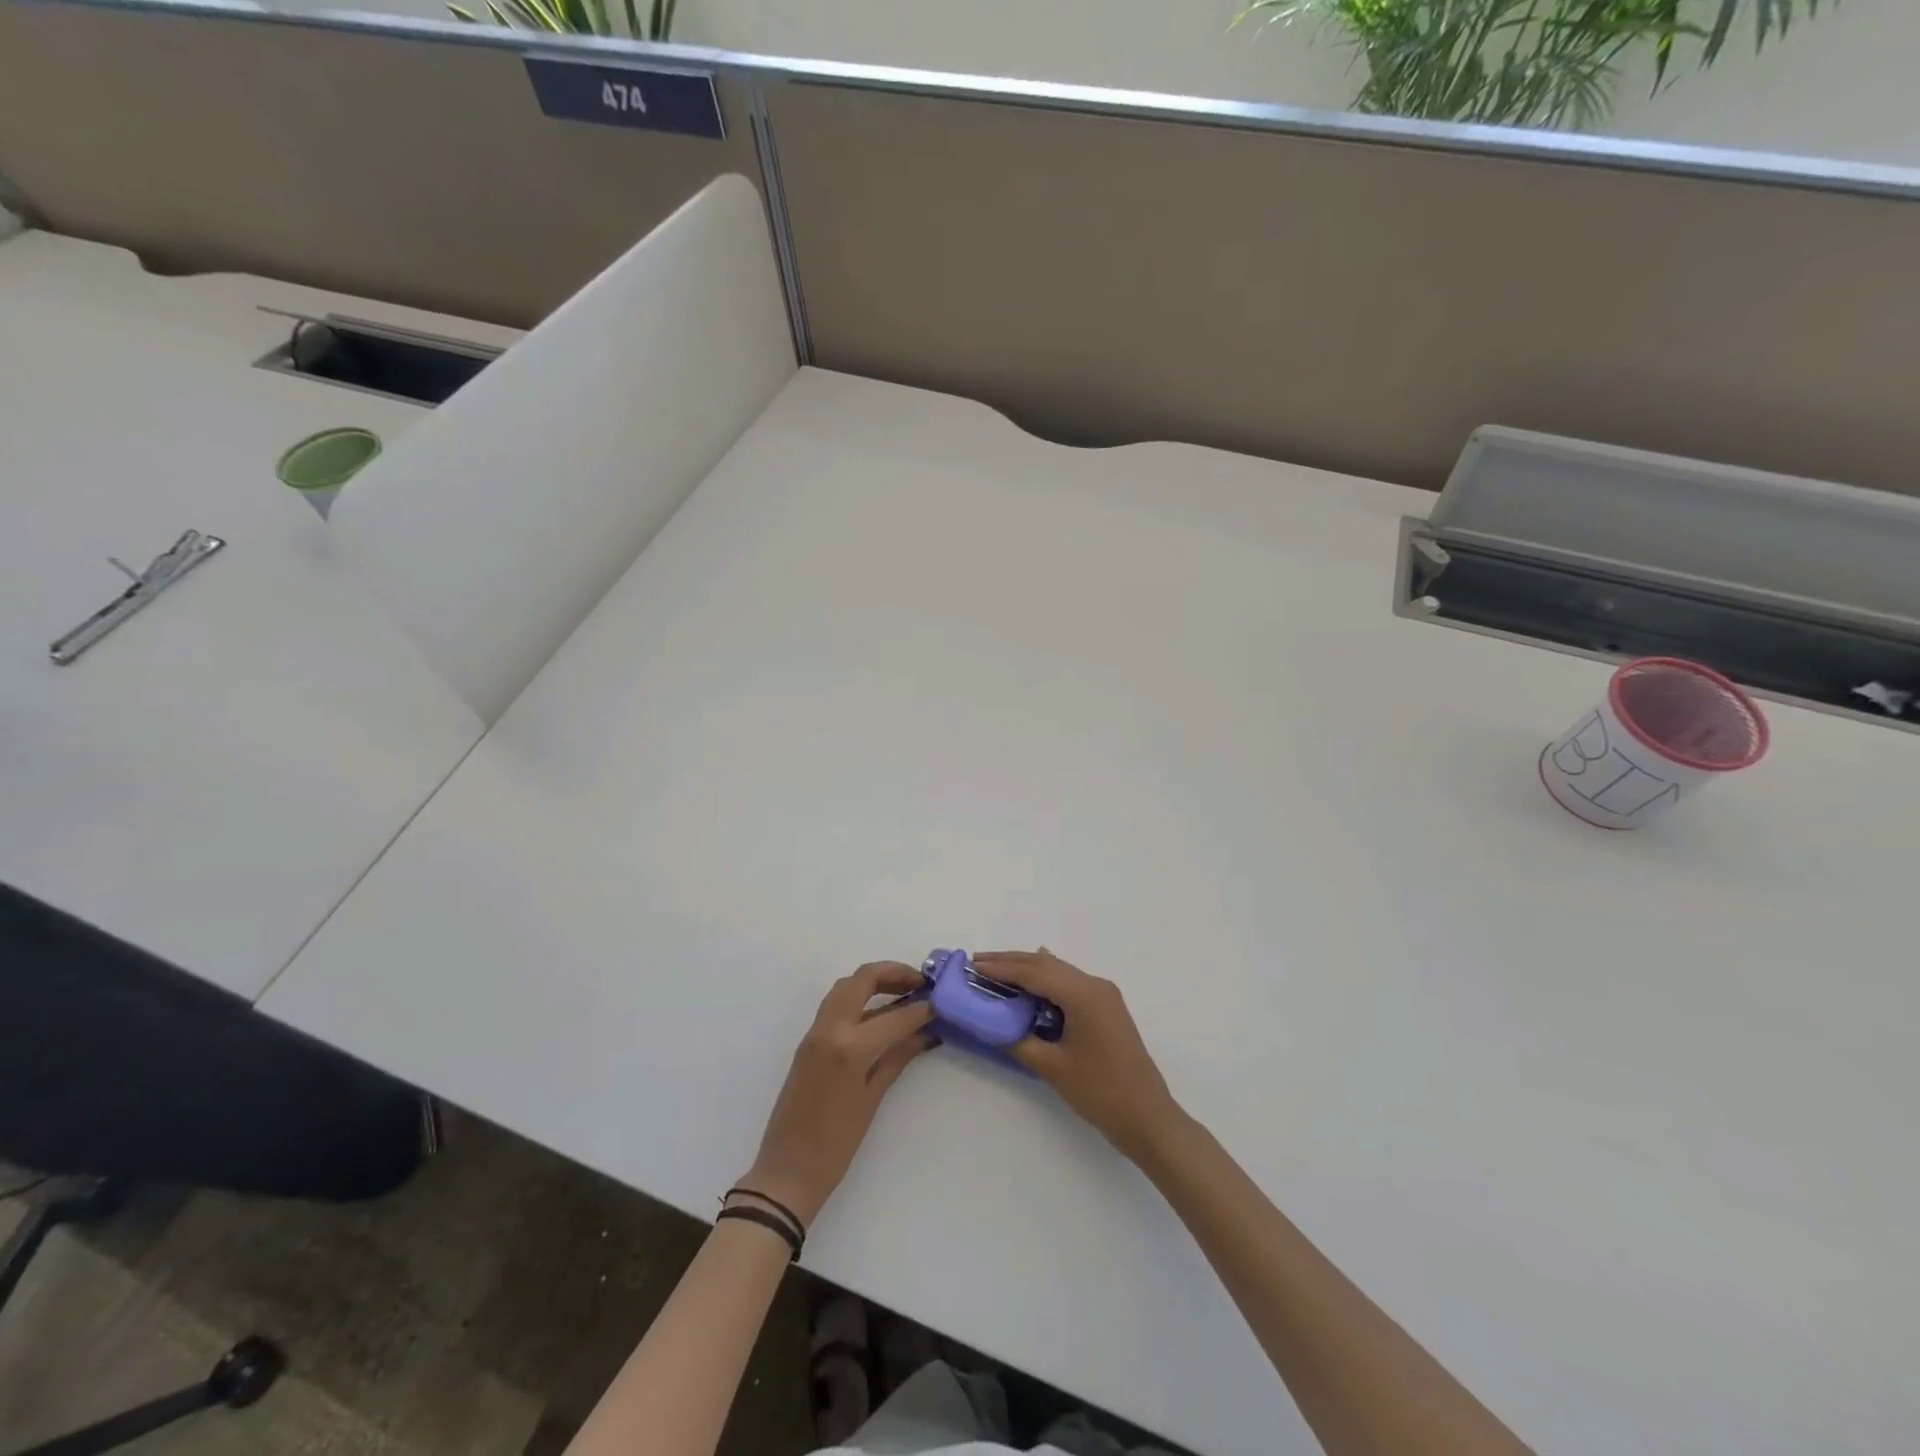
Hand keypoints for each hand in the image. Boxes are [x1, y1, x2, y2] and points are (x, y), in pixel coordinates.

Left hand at [737, 962, 935, 1228]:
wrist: (787, 1172)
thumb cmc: (835, 1145)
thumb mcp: (872, 1099)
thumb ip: (898, 1057)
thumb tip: (925, 1033)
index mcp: (848, 1047)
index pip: (894, 1016)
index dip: (921, 1008)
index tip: (941, 1002)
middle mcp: (829, 1029)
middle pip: (862, 979)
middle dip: (894, 973)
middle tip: (921, 982)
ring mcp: (815, 1032)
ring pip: (846, 986)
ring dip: (875, 981)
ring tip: (904, 991)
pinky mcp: (808, 1041)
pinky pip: (836, 1005)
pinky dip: (860, 998)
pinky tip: (882, 1012)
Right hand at [973, 949, 1183, 1162]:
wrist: (1147, 1117)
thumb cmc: (1099, 1092)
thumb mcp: (1052, 1067)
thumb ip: (1020, 1039)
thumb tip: (994, 1023)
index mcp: (1083, 994)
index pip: (1034, 973)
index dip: (1002, 969)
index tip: (974, 966)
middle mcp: (1094, 985)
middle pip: (1046, 965)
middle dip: (1011, 962)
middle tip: (978, 962)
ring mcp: (1104, 995)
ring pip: (1058, 971)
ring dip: (1028, 969)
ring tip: (996, 970)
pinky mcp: (1107, 1007)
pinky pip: (1070, 983)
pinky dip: (1046, 980)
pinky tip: (1034, 978)